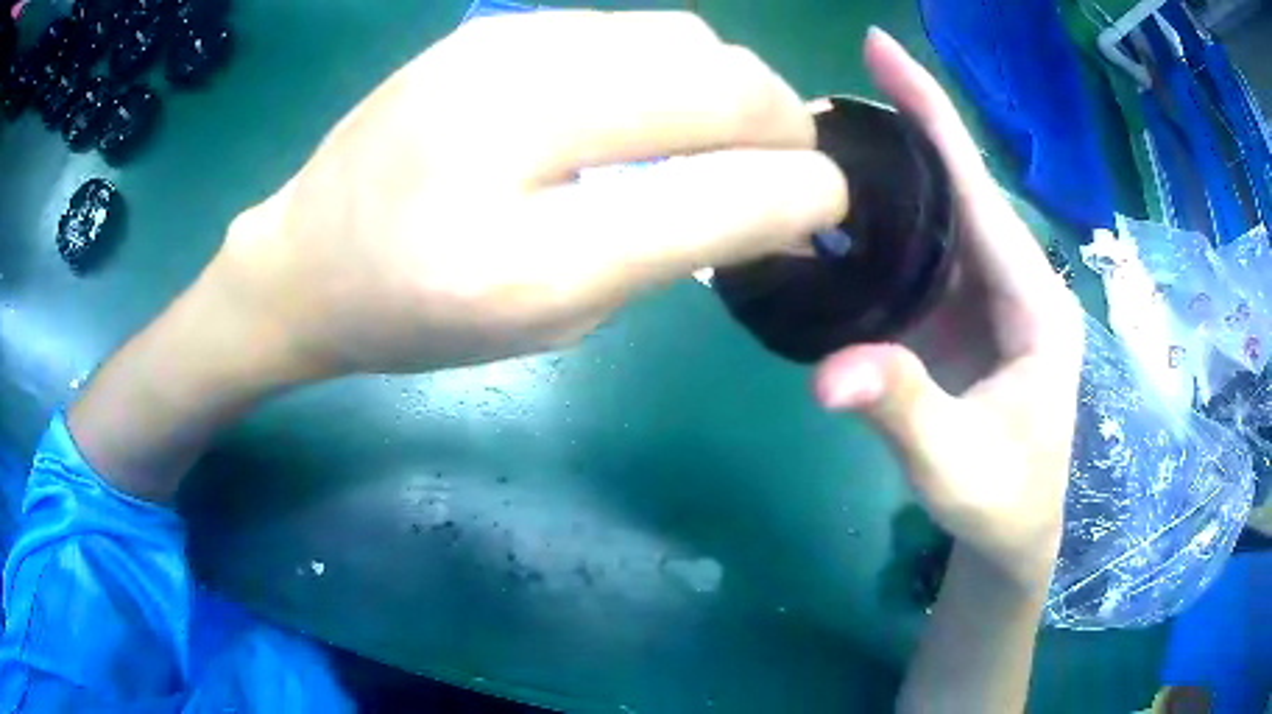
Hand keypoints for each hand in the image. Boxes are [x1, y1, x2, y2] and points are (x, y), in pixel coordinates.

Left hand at [215, 10, 847, 376]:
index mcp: (520, 249)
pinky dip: (674, 65)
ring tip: (722, 133)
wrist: (307, 258)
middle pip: (717, 79)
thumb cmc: (419, 316)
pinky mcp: (494, 26)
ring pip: (684, 37)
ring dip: (732, 86)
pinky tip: (651, 103)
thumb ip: (673, 253)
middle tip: (783, 165)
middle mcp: (511, 119)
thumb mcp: (552, 321)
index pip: (717, 191)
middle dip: (782, 122)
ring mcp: (500, 49)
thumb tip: (784, 205)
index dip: (802, 191)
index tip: (827, 203)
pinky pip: (631, 28)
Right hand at [815, 30, 1083, 587]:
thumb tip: (829, 375)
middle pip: (952, 186)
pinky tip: (829, 216)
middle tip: (814, 103)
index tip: (880, 48)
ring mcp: (984, 298)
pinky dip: (873, 228)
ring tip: (809, 145)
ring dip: (877, 177)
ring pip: (931, 217)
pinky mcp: (958, 318)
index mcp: (1033, 300)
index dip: (931, 112)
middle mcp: (1012, 281)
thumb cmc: (1003, 502)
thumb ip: (904, 413)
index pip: (977, 188)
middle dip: (893, 131)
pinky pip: (915, 255)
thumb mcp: (956, 466)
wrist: (1014, 531)